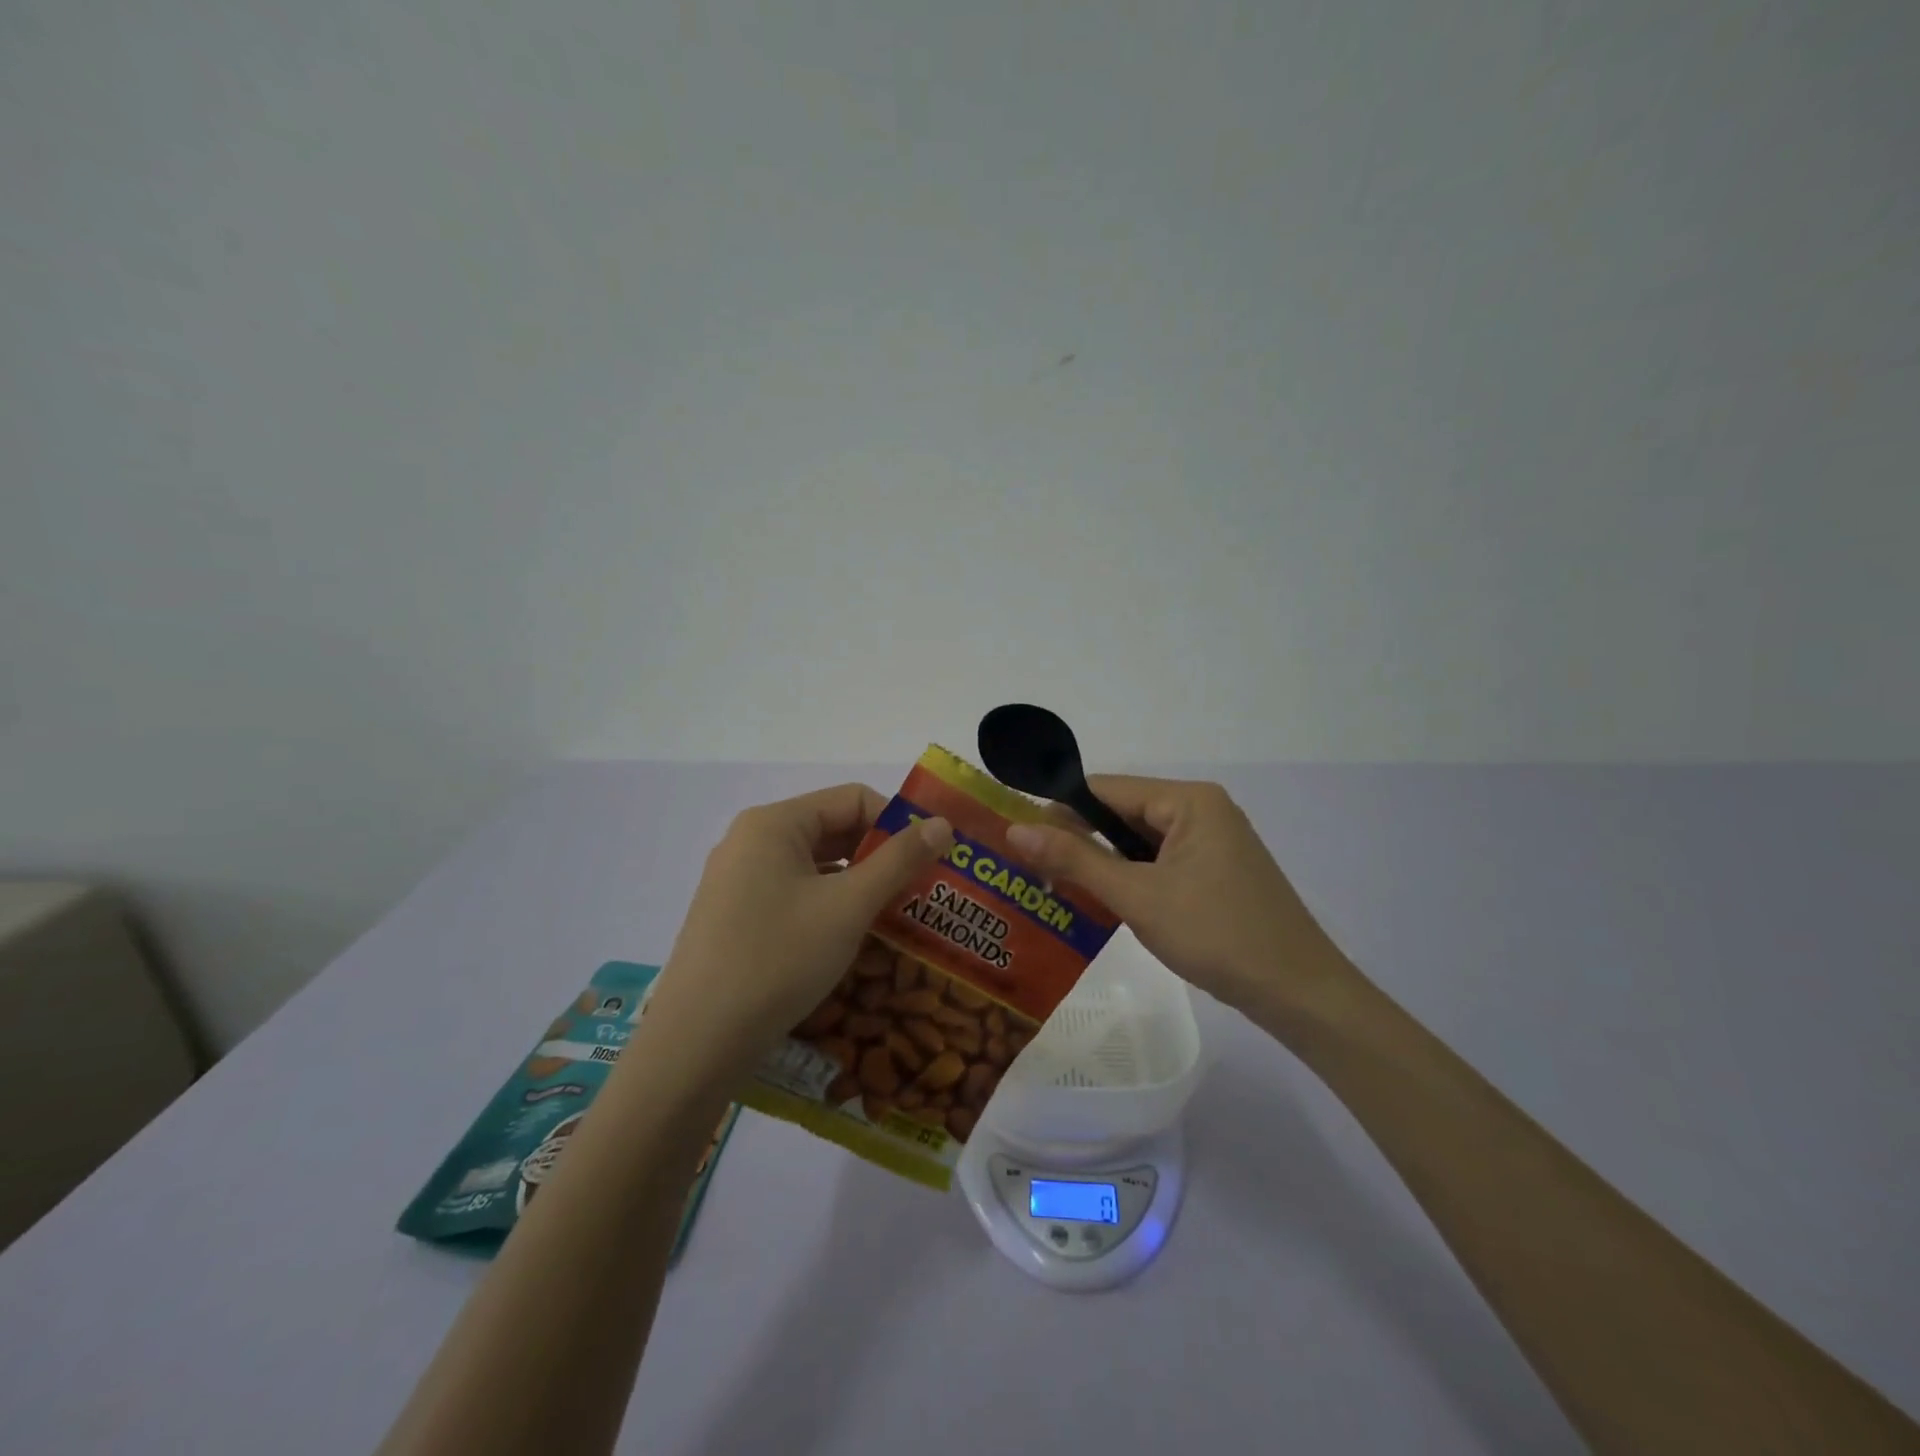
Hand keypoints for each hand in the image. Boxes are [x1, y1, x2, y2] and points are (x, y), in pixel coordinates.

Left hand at [643, 785, 953, 1078]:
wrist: (696, 1043)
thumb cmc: (778, 959)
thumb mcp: (848, 906)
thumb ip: (899, 860)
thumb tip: (942, 823)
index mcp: (774, 824)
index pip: (852, 799)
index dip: (898, 823)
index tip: (932, 858)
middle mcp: (751, 841)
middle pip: (832, 830)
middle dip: (881, 856)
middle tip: (923, 888)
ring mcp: (737, 880)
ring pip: (814, 867)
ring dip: (858, 884)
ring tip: (898, 915)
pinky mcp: (733, 916)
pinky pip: (793, 894)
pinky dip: (828, 906)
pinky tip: (852, 937)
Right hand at [1006, 776, 1341, 1018]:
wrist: (1299, 994)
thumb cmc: (1217, 935)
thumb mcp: (1138, 896)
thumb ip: (1075, 859)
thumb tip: (1015, 830)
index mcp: (1189, 800)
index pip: (1106, 789)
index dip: (1059, 809)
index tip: (1018, 836)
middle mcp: (1202, 810)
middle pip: (1123, 812)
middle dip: (1079, 837)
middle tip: (1031, 865)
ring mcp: (1213, 841)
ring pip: (1140, 840)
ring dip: (1102, 859)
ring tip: (1056, 882)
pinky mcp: (1216, 871)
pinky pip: (1160, 861)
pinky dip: (1130, 875)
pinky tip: (1103, 898)